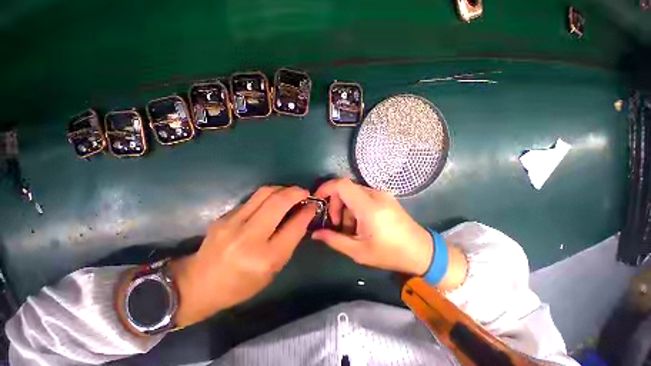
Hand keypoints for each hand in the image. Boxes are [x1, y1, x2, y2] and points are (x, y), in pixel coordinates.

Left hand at [168, 186, 314, 327]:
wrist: (199, 284)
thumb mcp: (273, 270)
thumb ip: (290, 241)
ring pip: (265, 193)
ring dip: (283, 189)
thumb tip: (303, 216)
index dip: (307, 211)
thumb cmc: (242, 284)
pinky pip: (253, 198)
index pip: (294, 226)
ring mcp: (233, 223)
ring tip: (290, 192)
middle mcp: (249, 237)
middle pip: (279, 202)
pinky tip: (272, 200)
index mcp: (265, 258)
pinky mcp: (224, 215)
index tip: (313, 204)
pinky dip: (268, 195)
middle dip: (296, 192)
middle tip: (305, 192)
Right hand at [312, 178, 433, 275]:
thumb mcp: (358, 251)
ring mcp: (381, 194)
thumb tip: (315, 233)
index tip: (318, 200)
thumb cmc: (390, 253)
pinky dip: (354, 207)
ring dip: (345, 208)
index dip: (326, 188)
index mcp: (368, 207)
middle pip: (345, 188)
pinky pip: (362, 196)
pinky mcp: (384, 197)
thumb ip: (334, 240)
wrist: (421, 250)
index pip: (342, 184)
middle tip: (336, 224)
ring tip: (350, 228)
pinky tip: (360, 223)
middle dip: (335, 204)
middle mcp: (375, 195)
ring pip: (353, 193)